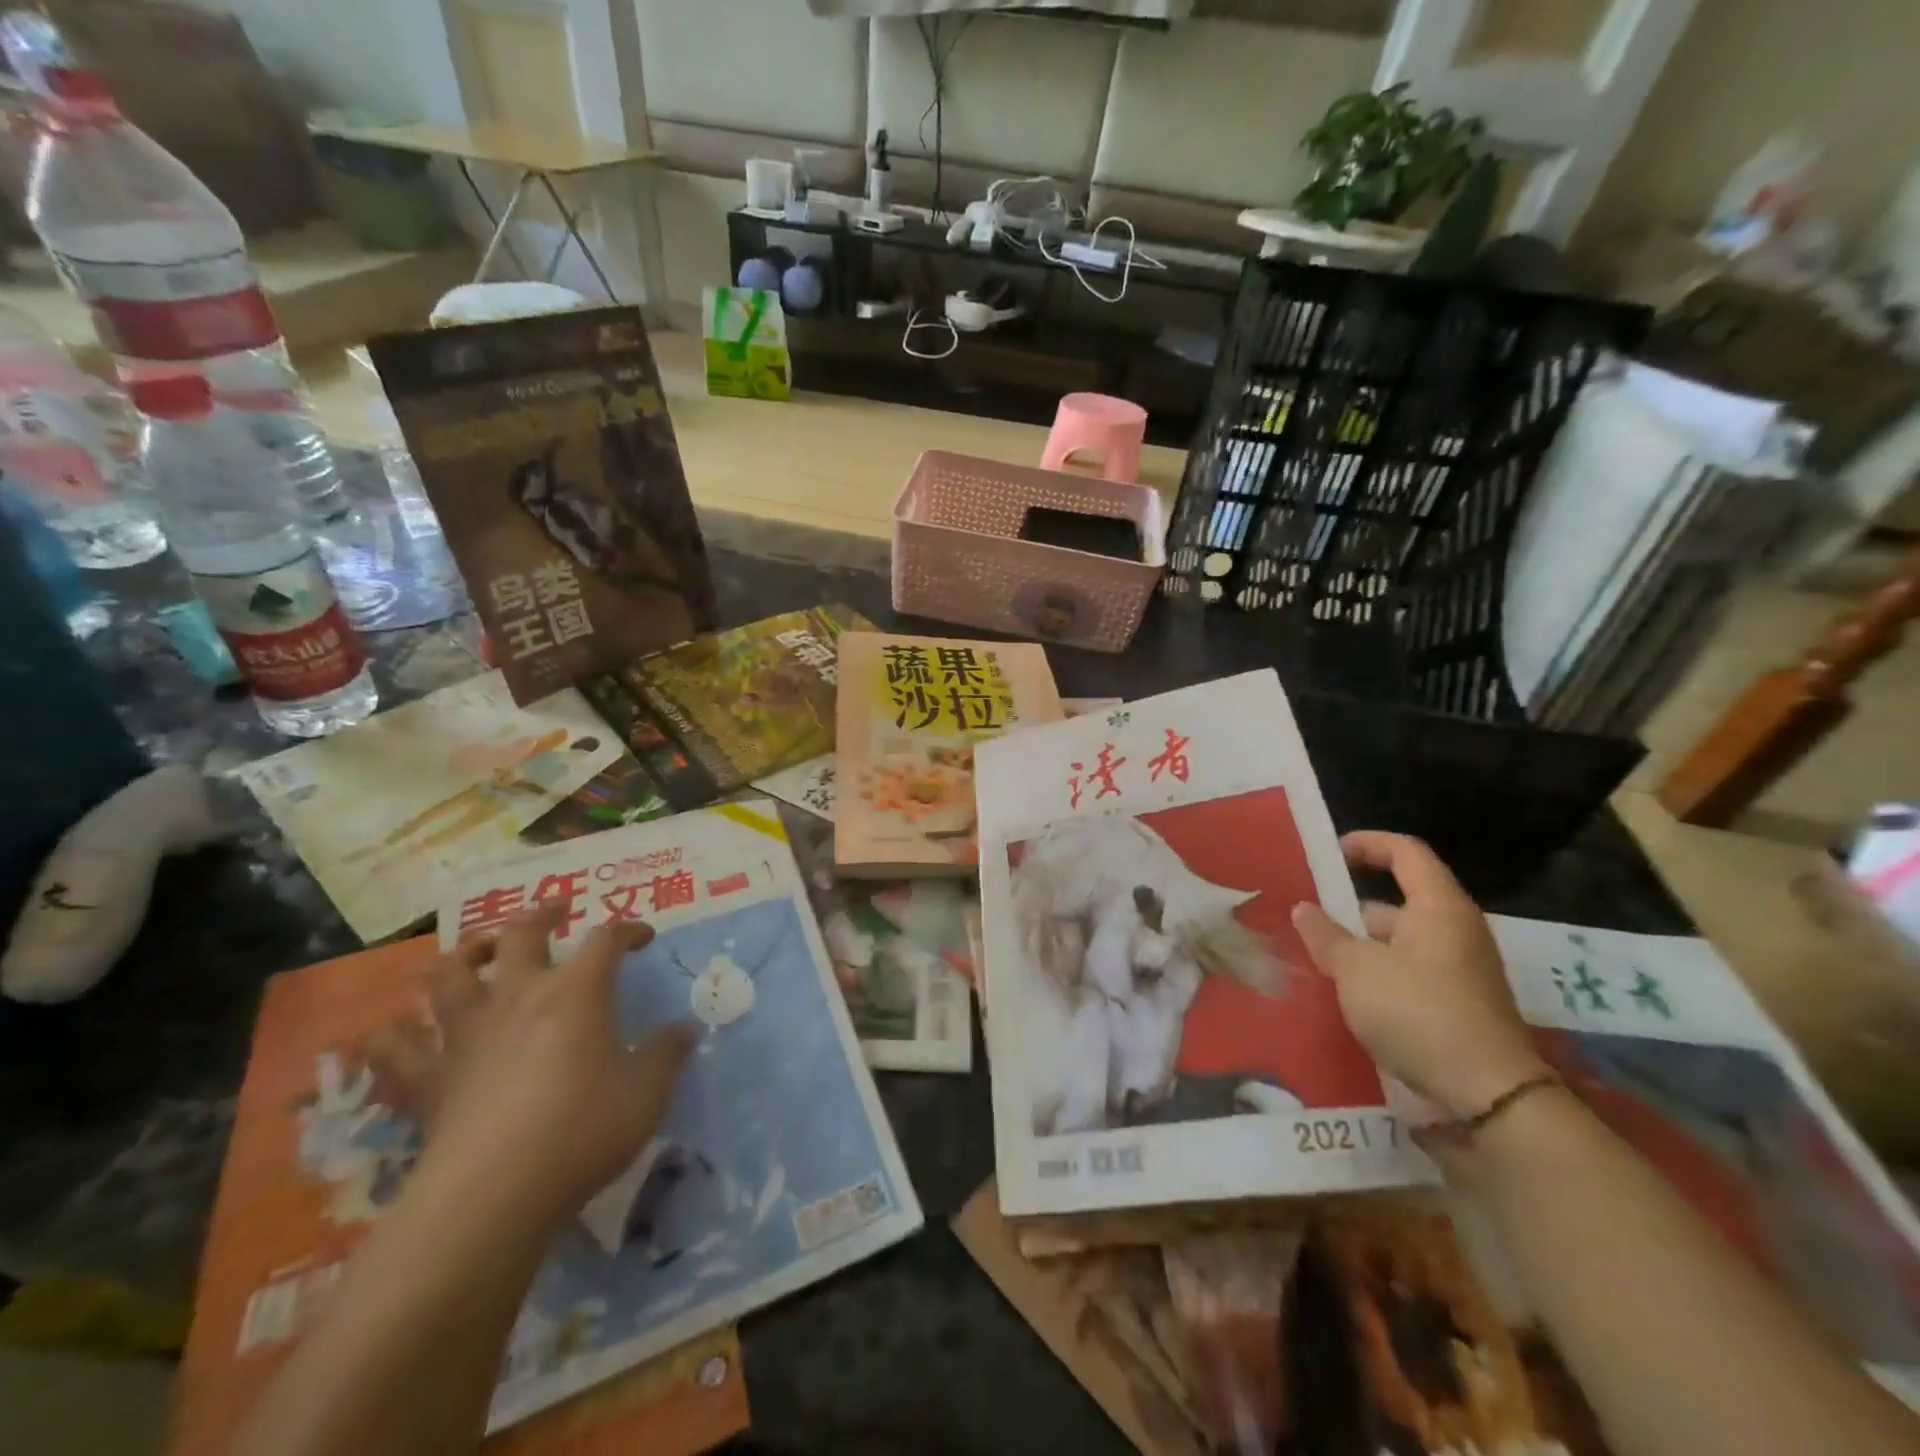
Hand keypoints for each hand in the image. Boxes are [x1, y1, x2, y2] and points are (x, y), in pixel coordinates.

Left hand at [371, 906, 696, 1226]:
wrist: (492, 1195)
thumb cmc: (581, 1131)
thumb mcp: (646, 1093)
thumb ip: (667, 1055)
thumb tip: (684, 1030)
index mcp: (576, 993)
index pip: (606, 939)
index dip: (627, 929)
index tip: (643, 937)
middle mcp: (517, 998)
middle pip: (520, 935)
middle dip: (540, 915)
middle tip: (556, 911)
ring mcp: (464, 1035)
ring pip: (448, 974)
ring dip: (463, 955)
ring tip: (479, 953)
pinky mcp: (426, 1080)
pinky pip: (393, 1049)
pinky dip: (394, 1035)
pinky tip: (400, 1033)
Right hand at [1291, 831, 1547, 1120]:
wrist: (1488, 1096)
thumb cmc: (1417, 1011)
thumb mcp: (1356, 969)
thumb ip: (1325, 935)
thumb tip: (1303, 908)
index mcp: (1439, 908)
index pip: (1406, 853)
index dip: (1368, 844)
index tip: (1331, 852)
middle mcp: (1455, 932)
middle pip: (1399, 903)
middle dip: (1351, 910)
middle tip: (1309, 920)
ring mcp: (1460, 972)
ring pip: (1400, 944)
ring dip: (1361, 948)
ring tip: (1317, 961)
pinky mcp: (1457, 1007)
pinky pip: (1408, 976)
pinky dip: (1377, 977)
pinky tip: (1346, 996)